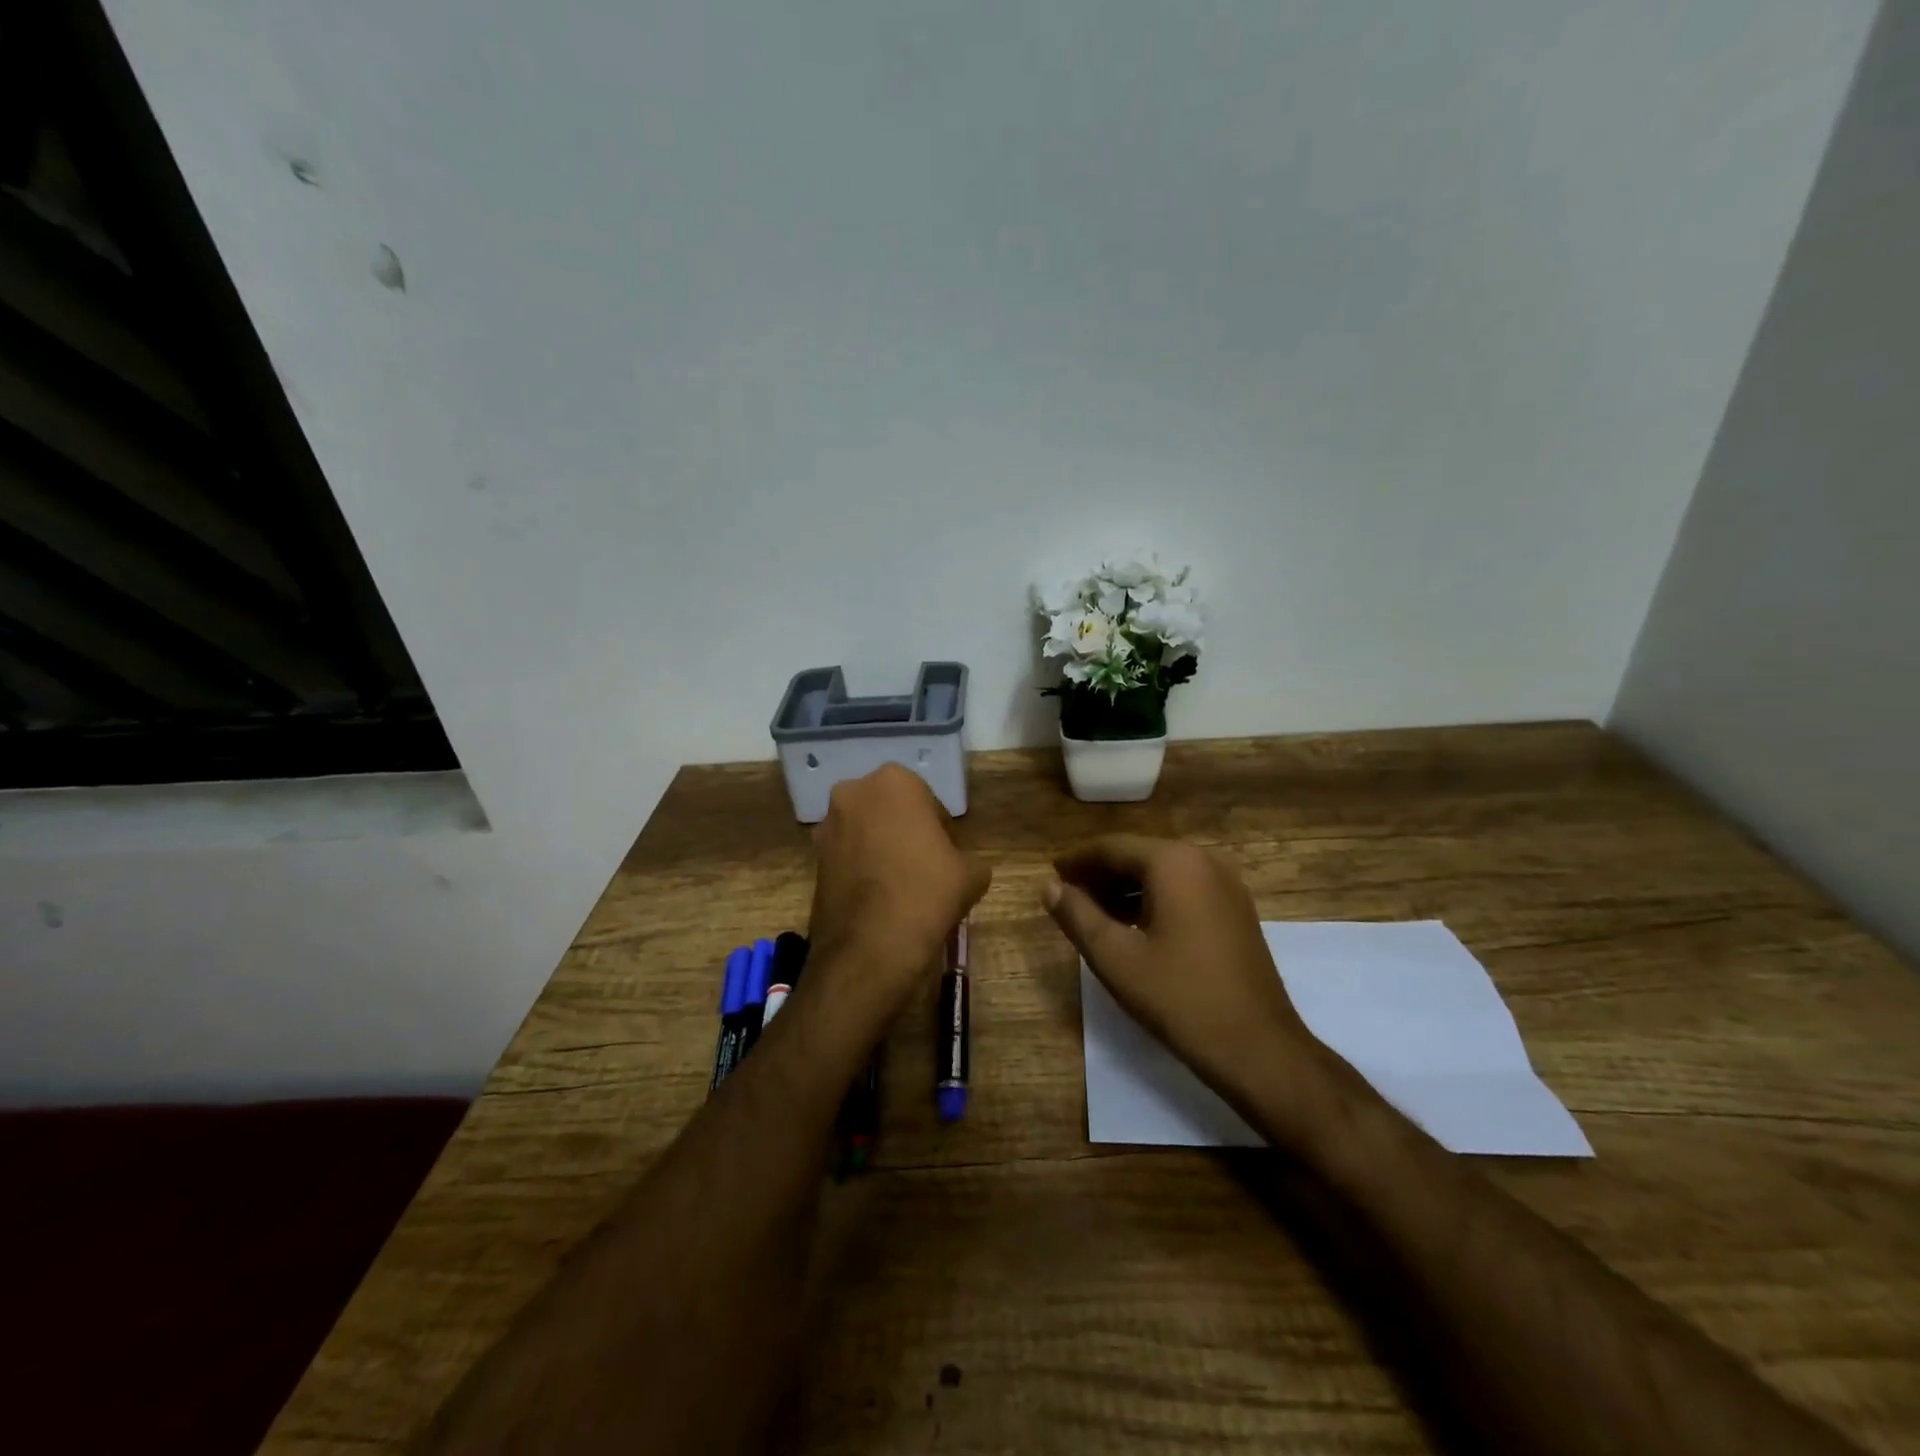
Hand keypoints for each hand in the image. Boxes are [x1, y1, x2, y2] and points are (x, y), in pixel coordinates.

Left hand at [806, 764, 990, 1021]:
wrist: (869, 945)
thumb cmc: (926, 892)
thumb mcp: (971, 874)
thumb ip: (968, 858)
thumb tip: (958, 866)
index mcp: (894, 781)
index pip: (928, 802)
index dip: (941, 832)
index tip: (947, 858)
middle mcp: (854, 792)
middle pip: (891, 811)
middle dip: (905, 832)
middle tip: (924, 867)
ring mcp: (827, 824)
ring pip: (865, 831)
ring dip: (881, 848)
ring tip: (899, 885)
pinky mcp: (812, 857)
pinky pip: (847, 855)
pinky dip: (861, 868)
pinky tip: (877, 897)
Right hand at [1042, 834, 1322, 1099]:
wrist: (1257, 1047)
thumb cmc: (1179, 997)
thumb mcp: (1115, 957)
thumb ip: (1077, 915)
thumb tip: (1050, 886)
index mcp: (1174, 862)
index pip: (1112, 847)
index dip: (1077, 860)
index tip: (1051, 875)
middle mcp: (1204, 860)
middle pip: (1138, 855)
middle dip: (1100, 874)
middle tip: (1067, 896)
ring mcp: (1227, 884)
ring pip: (1162, 873)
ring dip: (1125, 888)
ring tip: (1092, 914)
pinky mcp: (1236, 909)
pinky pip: (1184, 889)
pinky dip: (1153, 899)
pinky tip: (1132, 926)